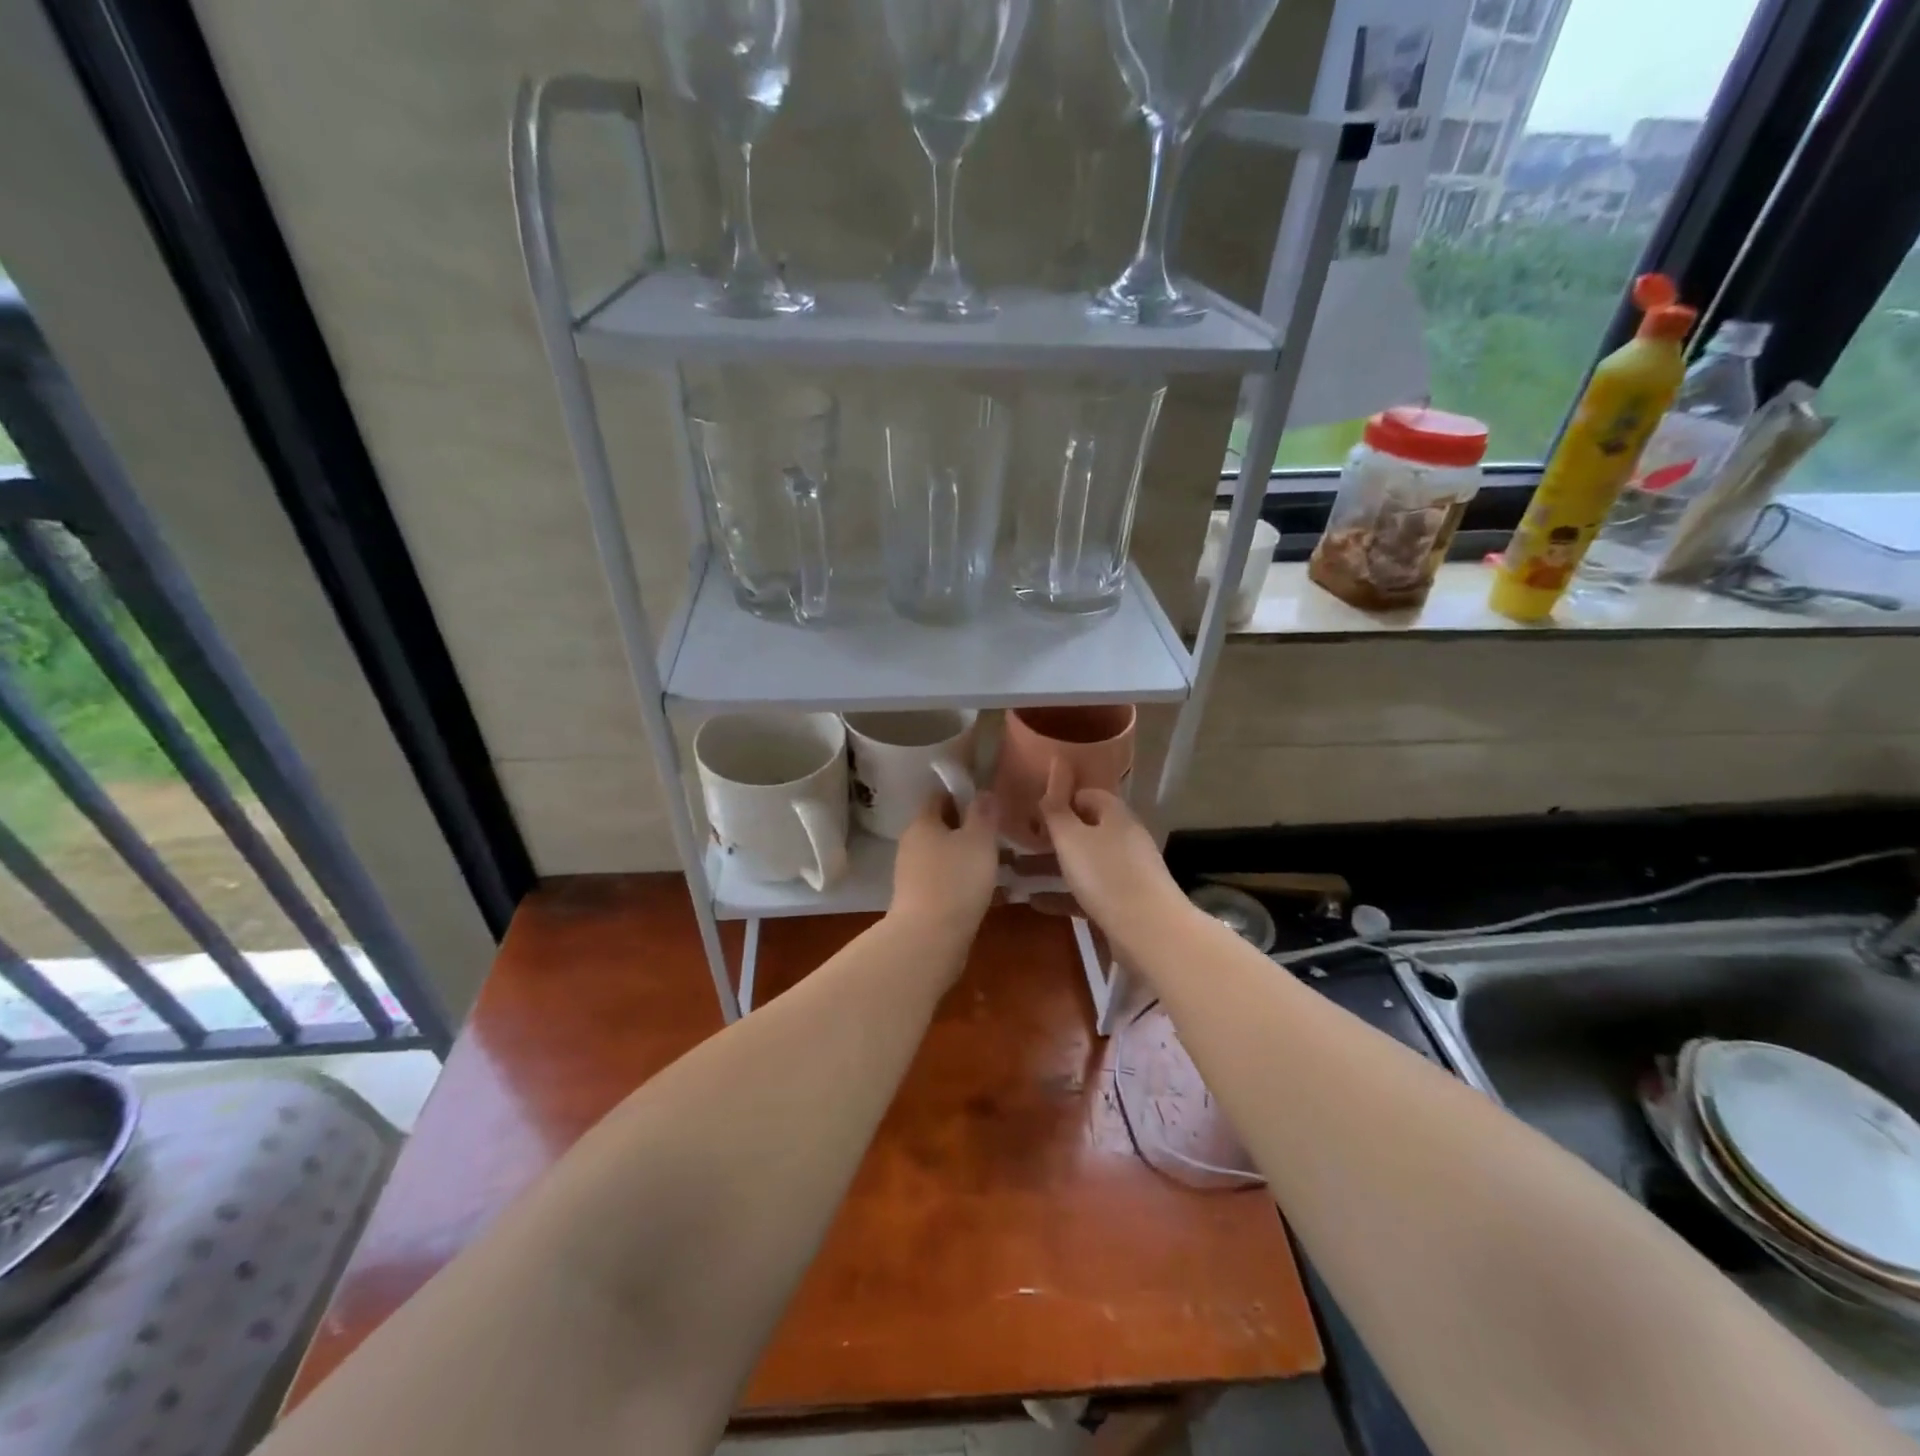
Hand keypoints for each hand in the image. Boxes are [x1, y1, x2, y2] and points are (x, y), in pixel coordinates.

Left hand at [888, 789, 999, 942]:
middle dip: (965, 827)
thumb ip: (983, 813)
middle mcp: (911, 844)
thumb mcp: (979, 840)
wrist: (928, 939)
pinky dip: (959, 880)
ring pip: (941, 854)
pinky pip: (942, 879)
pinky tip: (981, 890)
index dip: (961, 793)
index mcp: (922, 823)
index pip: (938, 795)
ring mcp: (910, 874)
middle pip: (939, 826)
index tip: (986, 801)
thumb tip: (983, 792)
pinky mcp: (917, 900)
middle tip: (996, 832)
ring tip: (994, 862)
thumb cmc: (956, 880)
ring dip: (964, 855)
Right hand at [1038, 760, 1182, 941]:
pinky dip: (1063, 895)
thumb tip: (1052, 781)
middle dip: (1052, 837)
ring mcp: (1127, 872)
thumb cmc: (1106, 875)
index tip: (1033, 812)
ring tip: (1017, 874)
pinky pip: (1088, 892)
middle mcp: (1124, 839)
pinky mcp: (1124, 902)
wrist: (1150, 932)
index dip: (1061, 800)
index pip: (1087, 795)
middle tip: (1020, 844)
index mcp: (1115, 816)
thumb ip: (1056, 811)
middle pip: (1085, 830)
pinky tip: (1036, 903)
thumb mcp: (1071, 839)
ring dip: (1052, 867)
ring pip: (1084, 863)